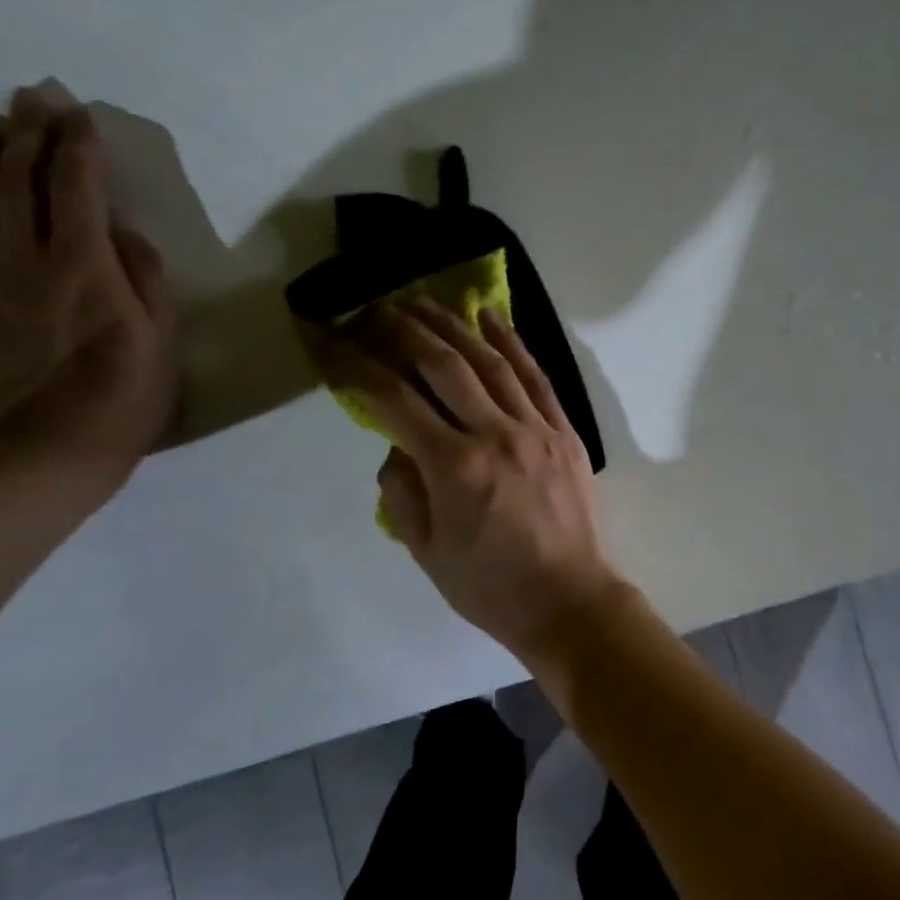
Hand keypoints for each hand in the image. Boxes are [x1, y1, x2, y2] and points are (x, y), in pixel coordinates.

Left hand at [0, 87, 177, 492]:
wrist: (50, 453)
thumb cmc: (126, 397)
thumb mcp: (162, 339)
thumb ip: (146, 278)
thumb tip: (124, 231)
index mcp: (85, 267)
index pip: (77, 188)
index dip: (78, 146)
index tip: (80, 112)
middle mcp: (27, 261)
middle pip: (21, 183)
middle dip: (29, 133)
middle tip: (32, 97)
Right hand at [312, 299, 619, 653]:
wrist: (569, 600)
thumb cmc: (491, 586)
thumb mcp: (427, 551)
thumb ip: (402, 491)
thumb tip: (396, 443)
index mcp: (454, 466)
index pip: (393, 399)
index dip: (356, 364)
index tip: (330, 340)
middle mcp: (495, 434)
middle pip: (443, 364)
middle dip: (403, 329)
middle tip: (376, 307)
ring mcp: (536, 428)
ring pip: (490, 361)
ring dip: (454, 324)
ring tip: (424, 299)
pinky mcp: (565, 431)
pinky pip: (536, 377)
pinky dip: (513, 343)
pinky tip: (492, 317)